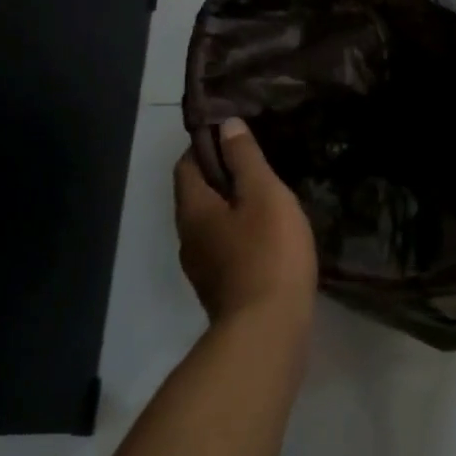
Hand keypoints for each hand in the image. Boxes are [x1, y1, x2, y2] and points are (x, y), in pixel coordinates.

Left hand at [174, 119, 318, 326]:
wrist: (268, 330)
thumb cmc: (268, 253)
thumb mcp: (264, 195)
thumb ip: (245, 159)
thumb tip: (226, 125)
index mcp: (192, 209)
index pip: (186, 165)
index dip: (205, 146)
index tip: (235, 137)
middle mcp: (187, 238)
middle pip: (196, 196)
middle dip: (221, 178)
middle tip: (258, 168)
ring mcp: (202, 269)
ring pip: (212, 226)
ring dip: (232, 211)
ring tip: (267, 203)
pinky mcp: (220, 291)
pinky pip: (226, 251)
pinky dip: (241, 238)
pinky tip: (269, 241)